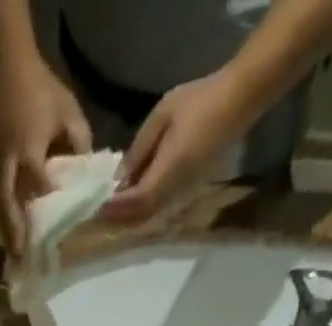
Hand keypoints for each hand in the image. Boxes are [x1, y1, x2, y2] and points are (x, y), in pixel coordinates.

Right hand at [0, 56, 91, 256]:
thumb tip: (85, 174)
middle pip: (7, 209)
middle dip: (14, 235)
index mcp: (28, 150)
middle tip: (20, 260)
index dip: (48, 209)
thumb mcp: (69, 112)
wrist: (4, 68)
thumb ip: (80, 143)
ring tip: (15, 252)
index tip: (58, 232)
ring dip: (6, 228)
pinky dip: (3, 213)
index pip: (39, 187)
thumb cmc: (40, 90)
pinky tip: (11, 227)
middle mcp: (6, 165)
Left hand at [99, 72, 250, 226]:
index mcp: (169, 170)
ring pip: (147, 217)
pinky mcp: (185, 191)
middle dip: (116, 218)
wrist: (238, 100)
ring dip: (126, 218)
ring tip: (107, 211)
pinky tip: (127, 201)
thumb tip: (119, 178)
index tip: (93, 206)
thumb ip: (139, 150)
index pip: (135, 201)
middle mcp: (174, 189)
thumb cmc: (199, 100)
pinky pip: (156, 209)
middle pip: (139, 217)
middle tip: (94, 214)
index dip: (114, 207)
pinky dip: (138, 210)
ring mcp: (182, 193)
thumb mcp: (161, 117)